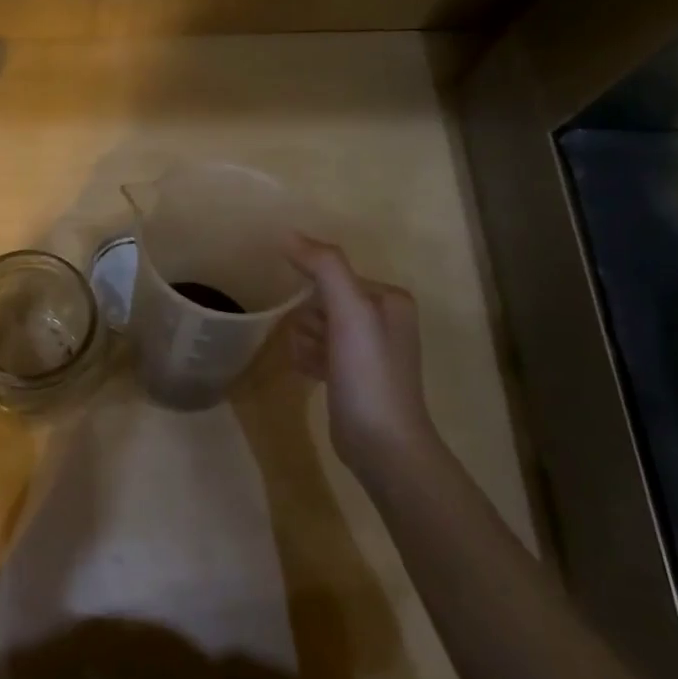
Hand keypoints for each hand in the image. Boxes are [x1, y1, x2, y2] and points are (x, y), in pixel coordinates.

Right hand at [285, 236, 433, 466]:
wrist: (382, 443)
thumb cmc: (368, 372)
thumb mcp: (349, 311)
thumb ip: (324, 267)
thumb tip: (288, 234)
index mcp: (389, 299)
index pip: (333, 276)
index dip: (315, 294)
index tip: (313, 315)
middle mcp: (382, 320)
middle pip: (321, 301)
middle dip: (308, 320)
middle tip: (320, 344)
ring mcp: (367, 351)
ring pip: (314, 326)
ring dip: (304, 341)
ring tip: (315, 363)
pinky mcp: (350, 376)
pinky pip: (315, 351)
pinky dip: (306, 358)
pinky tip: (309, 374)